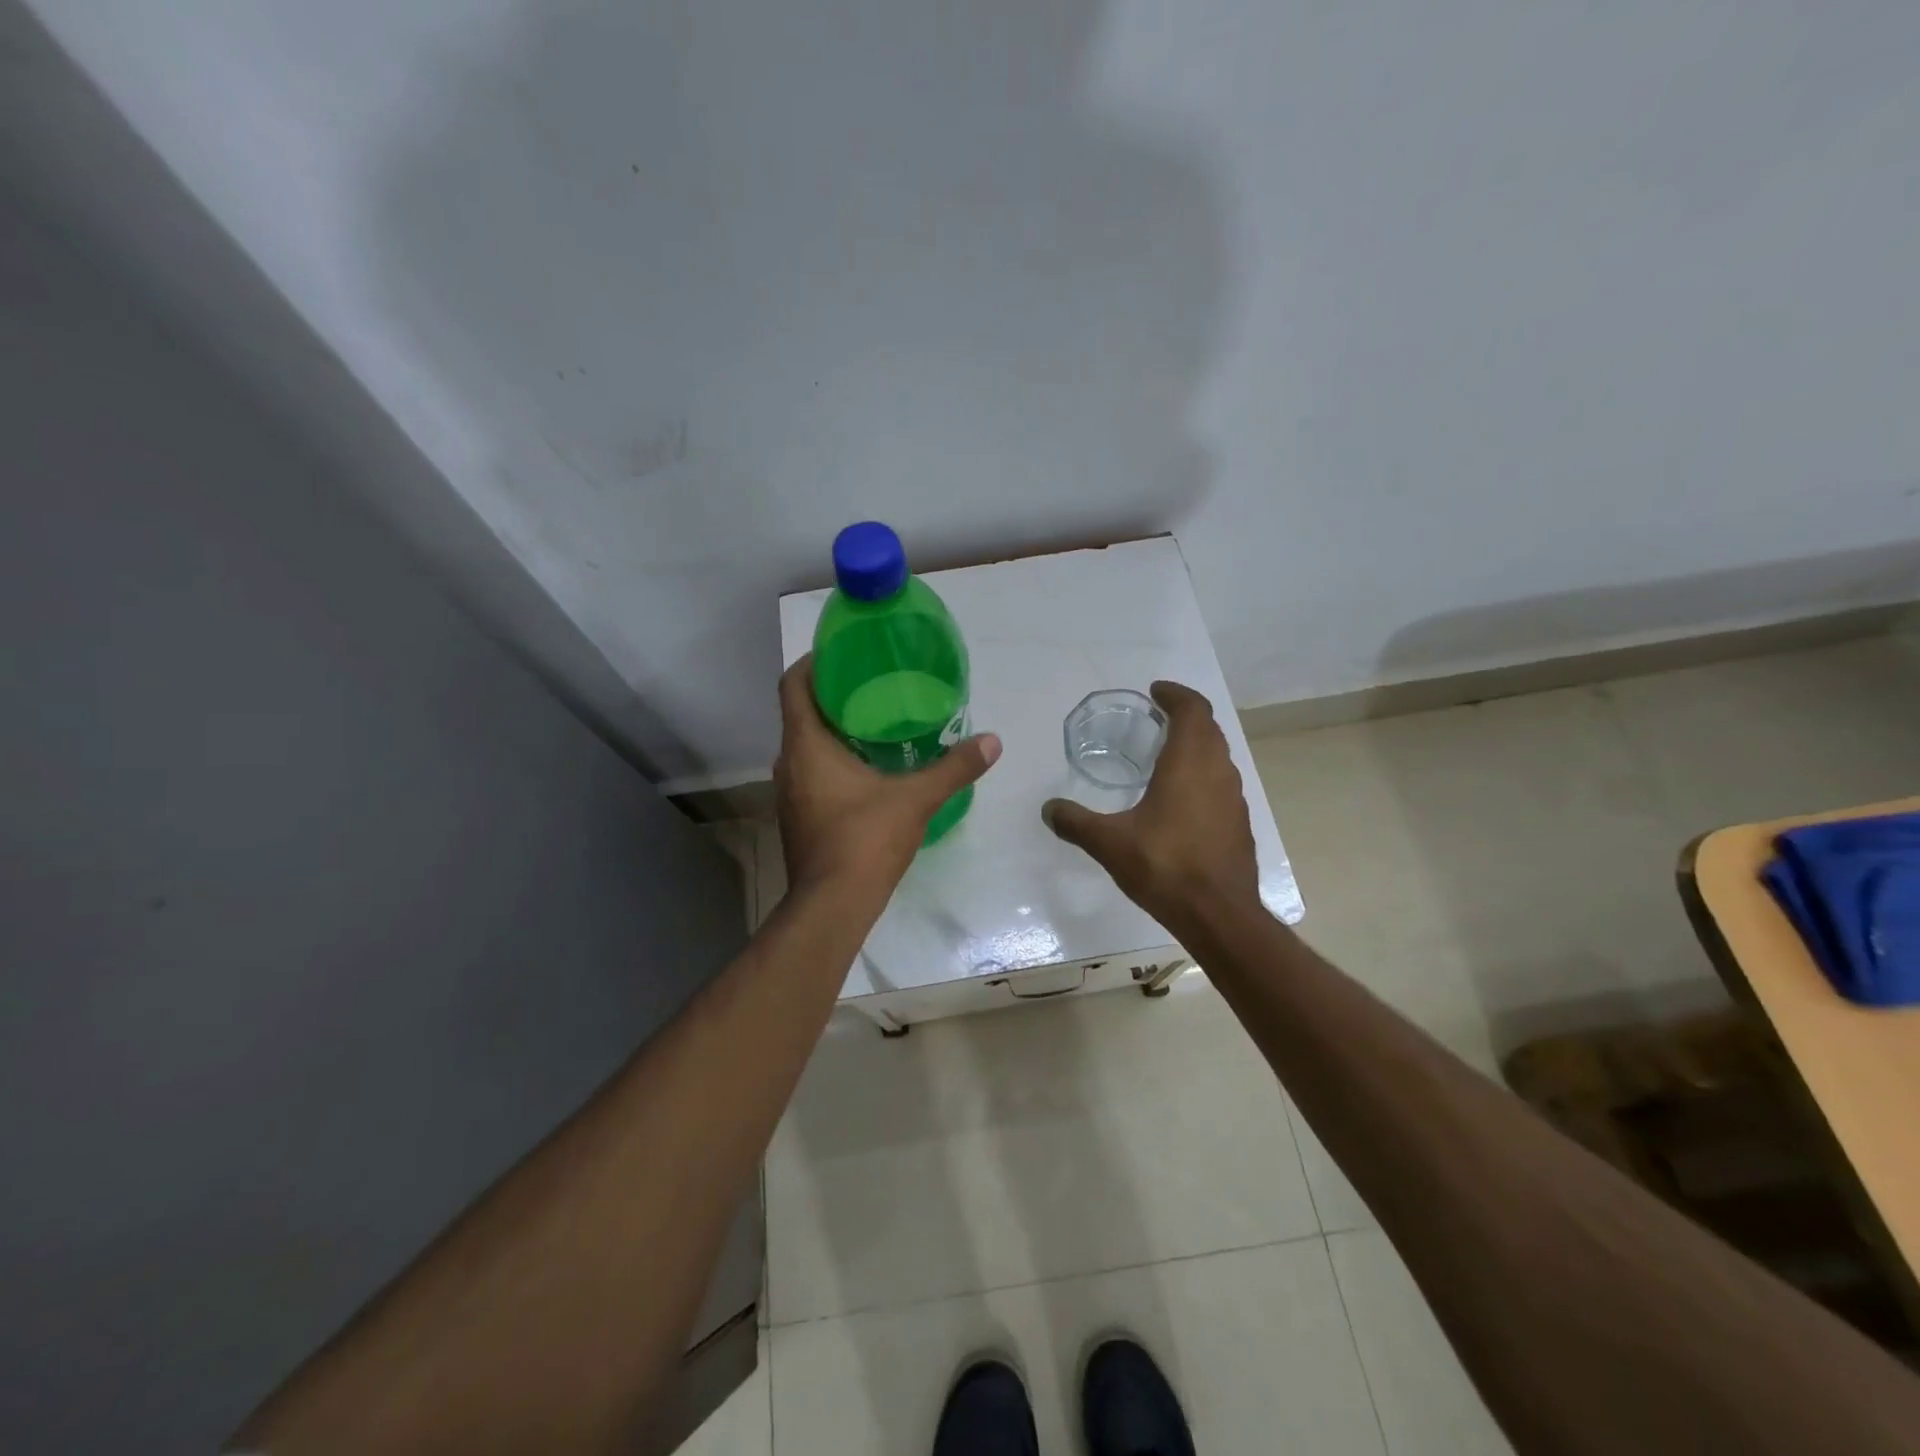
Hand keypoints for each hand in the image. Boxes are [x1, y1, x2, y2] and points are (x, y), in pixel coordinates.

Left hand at [774, 655, 1001, 895]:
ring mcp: (789, 794)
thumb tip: (993, 741)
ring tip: (875, 724)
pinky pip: (811, 774)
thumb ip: (954, 767)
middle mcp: (789, 764)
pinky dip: (832, 762)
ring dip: (833, 732)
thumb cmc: (865, 840)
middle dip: (833, 696)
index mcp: (806, 746)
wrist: (832, 906)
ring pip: (806, 747)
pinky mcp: (798, 818)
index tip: (842, 653)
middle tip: (873, 686)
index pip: (794, 685)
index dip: (814, 663)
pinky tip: (867, 770)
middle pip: (801, 714)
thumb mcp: (917, 799)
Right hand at [1042, 680, 1260, 926]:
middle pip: (1208, 728)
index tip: (1155, 692)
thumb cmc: (1165, 867)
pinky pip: (1222, 782)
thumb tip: (1048, 809)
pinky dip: (1203, 775)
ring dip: (1196, 745)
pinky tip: (1181, 800)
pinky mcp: (1239, 823)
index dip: (1175, 694)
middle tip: (1155, 719)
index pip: (1192, 709)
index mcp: (1188, 763)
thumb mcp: (1109, 843)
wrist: (1219, 915)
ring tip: (1165, 755)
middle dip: (1185, 716)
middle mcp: (1217, 771)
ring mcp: (1234, 798)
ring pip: (1218, 755)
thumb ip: (1076, 822)